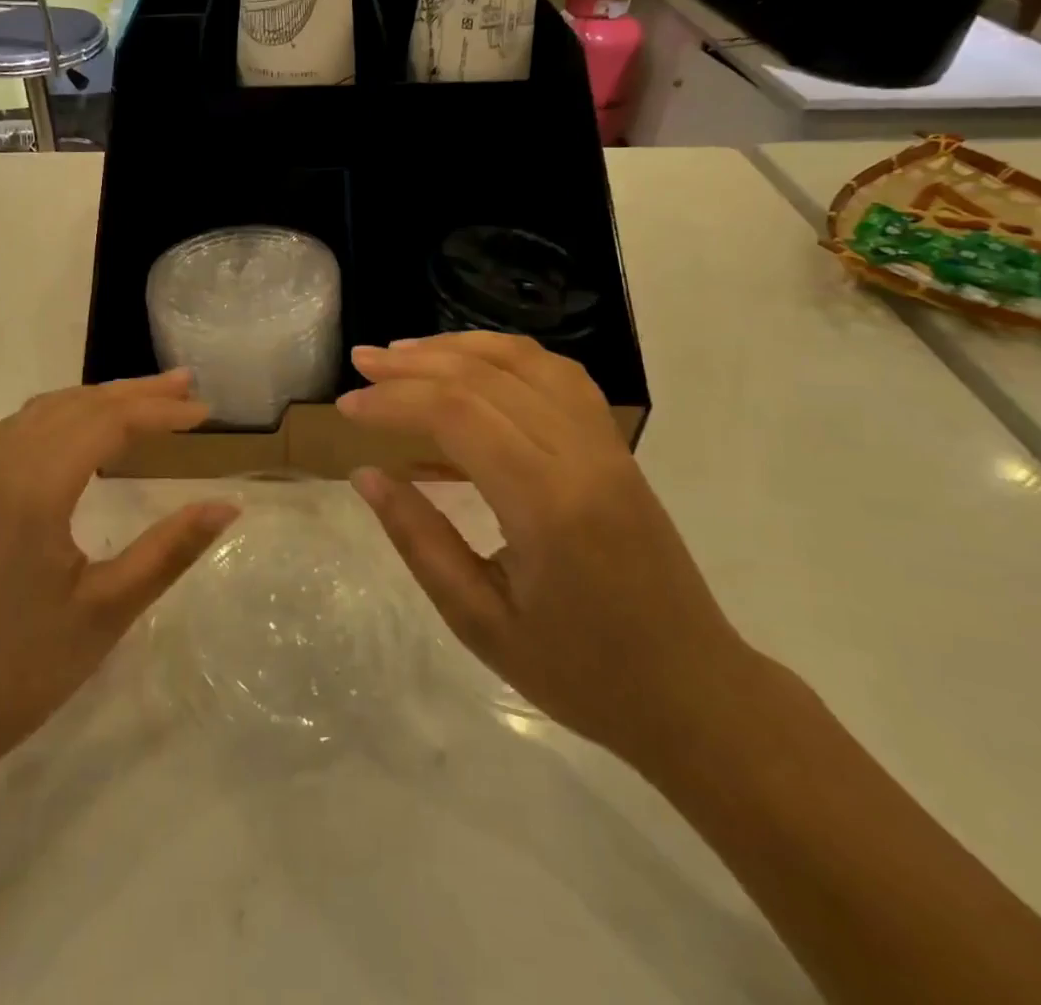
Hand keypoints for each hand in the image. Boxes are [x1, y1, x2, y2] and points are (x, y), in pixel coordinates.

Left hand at [0, 371, 237, 785]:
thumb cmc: (20, 669)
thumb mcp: (106, 610)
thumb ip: (170, 550)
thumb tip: (228, 505)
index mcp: (34, 487)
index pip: (108, 423)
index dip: (161, 412)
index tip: (206, 411)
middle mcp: (1, 464)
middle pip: (77, 405)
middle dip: (135, 393)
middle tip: (186, 385)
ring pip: (45, 411)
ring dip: (98, 399)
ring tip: (143, 399)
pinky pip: (17, 429)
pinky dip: (59, 415)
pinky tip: (73, 430)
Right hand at [338, 333, 758, 769]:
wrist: (694, 693)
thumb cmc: (582, 674)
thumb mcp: (480, 622)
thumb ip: (419, 540)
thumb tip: (365, 476)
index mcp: (546, 505)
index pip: (457, 415)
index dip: (394, 400)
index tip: (346, 405)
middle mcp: (581, 456)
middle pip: (486, 377)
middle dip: (414, 364)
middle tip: (361, 361)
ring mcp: (606, 445)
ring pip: (526, 361)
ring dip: (459, 347)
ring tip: (406, 353)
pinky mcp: (616, 447)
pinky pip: (558, 376)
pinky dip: (506, 357)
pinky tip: (473, 366)